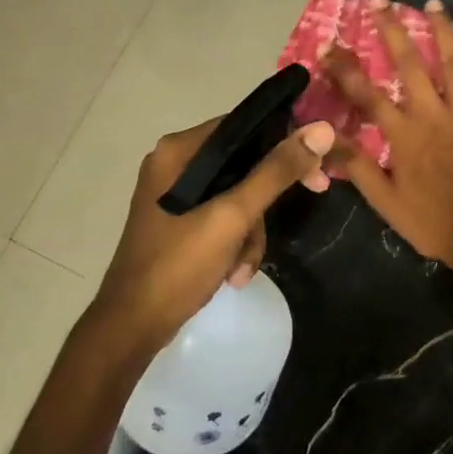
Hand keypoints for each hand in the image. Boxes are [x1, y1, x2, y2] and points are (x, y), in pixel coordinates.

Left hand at [89, 117, 334, 350]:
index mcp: (179, 151)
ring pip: (238, 197)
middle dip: (265, 203)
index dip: (285, 144)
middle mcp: (175, 164)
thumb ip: (275, 172)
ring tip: (242, 268)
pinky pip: (223, 219)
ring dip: (250, 234)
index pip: (244, 127)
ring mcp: (176, 195)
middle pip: (244, 164)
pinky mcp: (179, 222)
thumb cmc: (178, 265)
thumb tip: (321, 129)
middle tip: (310, 201)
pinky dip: (234, 244)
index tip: (317, 171)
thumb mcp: (232, 217)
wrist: (132, 326)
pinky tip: (232, 275)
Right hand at [324, 0, 452, 275]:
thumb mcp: (384, 200)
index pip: (366, 94)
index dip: (345, 69)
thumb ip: (356, 165)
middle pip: (410, 65)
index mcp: (403, 135)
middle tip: (381, 3)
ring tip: (434, 4)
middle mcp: (433, 115)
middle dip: (393, 31)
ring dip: (442, 32)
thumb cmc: (430, 221)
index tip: (329, 45)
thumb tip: (324, 137)